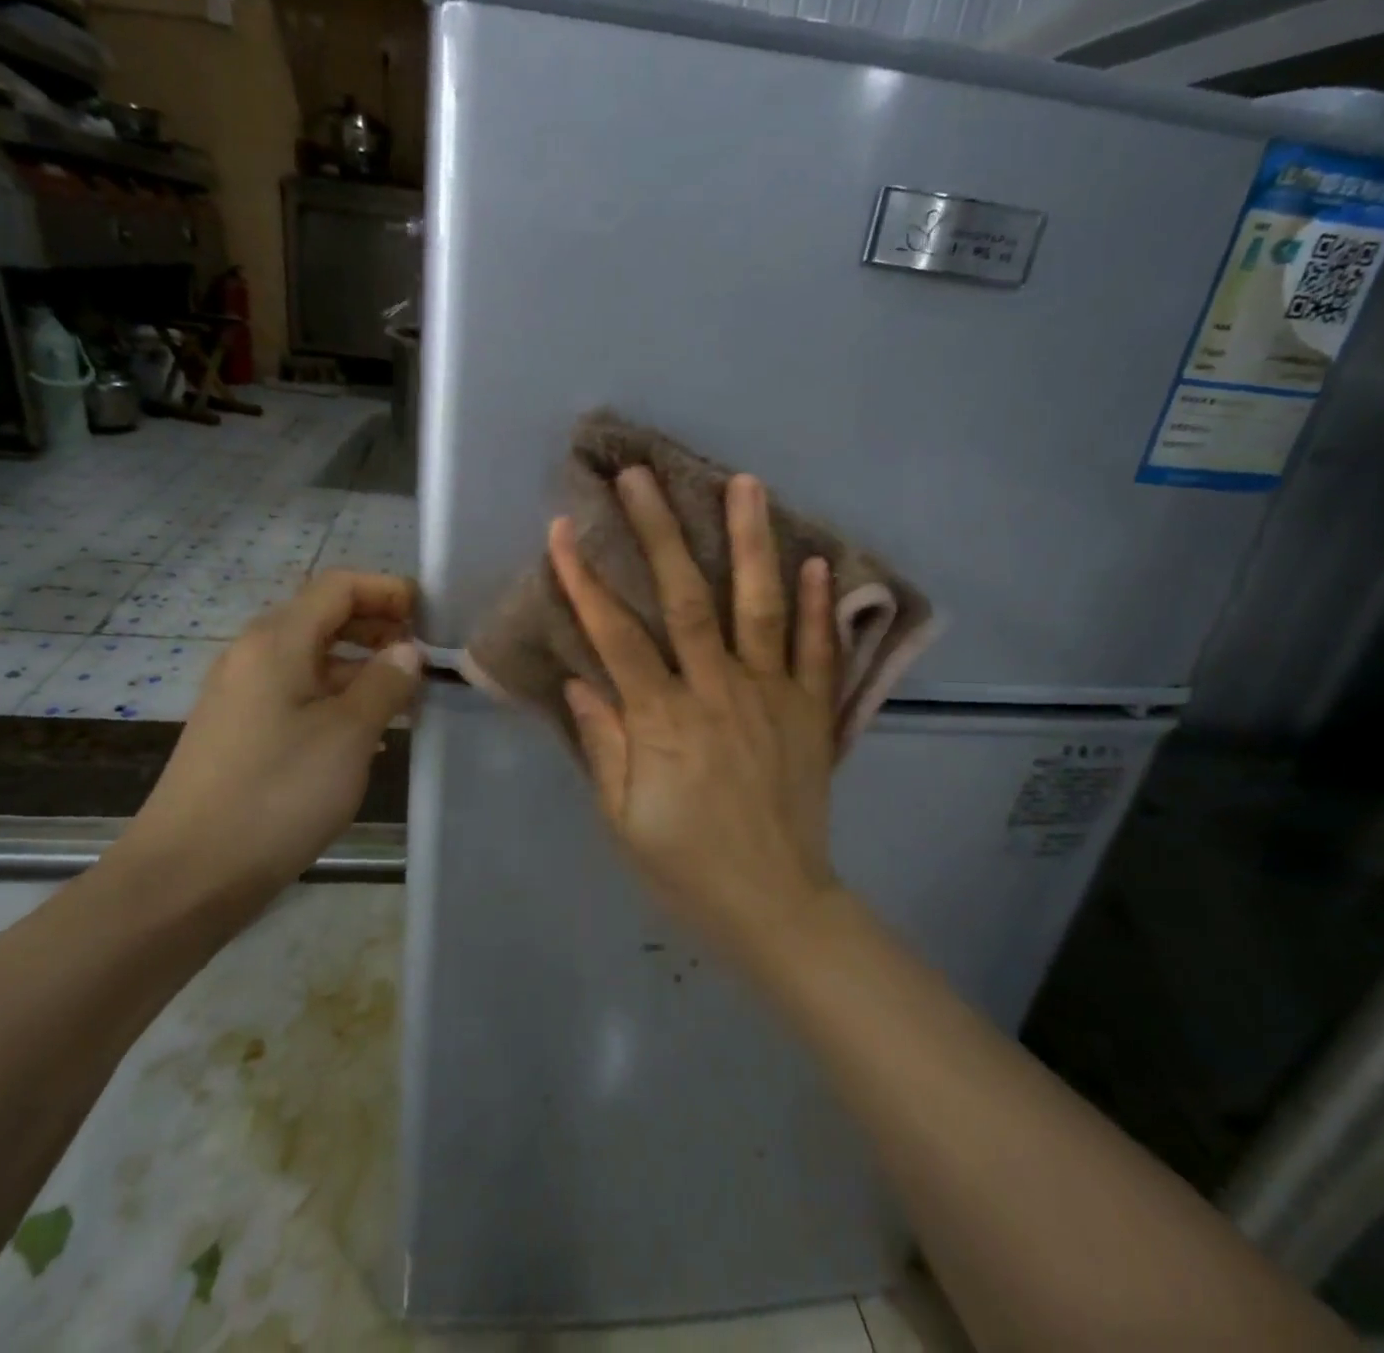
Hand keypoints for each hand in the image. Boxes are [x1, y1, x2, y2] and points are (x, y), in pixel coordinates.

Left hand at [111, 572, 422, 917]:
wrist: (187, 875)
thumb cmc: (277, 794)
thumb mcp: (348, 734)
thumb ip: (385, 682)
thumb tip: (407, 651)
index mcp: (277, 641)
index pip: (339, 586)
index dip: (388, 591)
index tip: (431, 618)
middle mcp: (253, 654)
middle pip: (324, 617)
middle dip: (378, 627)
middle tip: (424, 658)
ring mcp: (242, 693)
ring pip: (313, 659)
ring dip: (361, 667)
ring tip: (406, 697)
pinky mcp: (239, 729)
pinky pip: (297, 692)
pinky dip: (337, 696)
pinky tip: (366, 731)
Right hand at [548, 468, 841, 963]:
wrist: (776, 906)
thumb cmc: (686, 867)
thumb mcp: (623, 819)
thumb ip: (604, 745)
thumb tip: (583, 681)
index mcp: (664, 722)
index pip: (617, 638)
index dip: (586, 582)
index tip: (563, 529)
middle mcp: (719, 694)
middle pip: (687, 601)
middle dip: (660, 534)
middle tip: (642, 477)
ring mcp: (773, 698)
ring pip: (760, 608)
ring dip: (750, 543)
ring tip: (744, 484)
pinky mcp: (812, 713)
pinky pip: (817, 652)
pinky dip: (820, 605)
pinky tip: (817, 560)